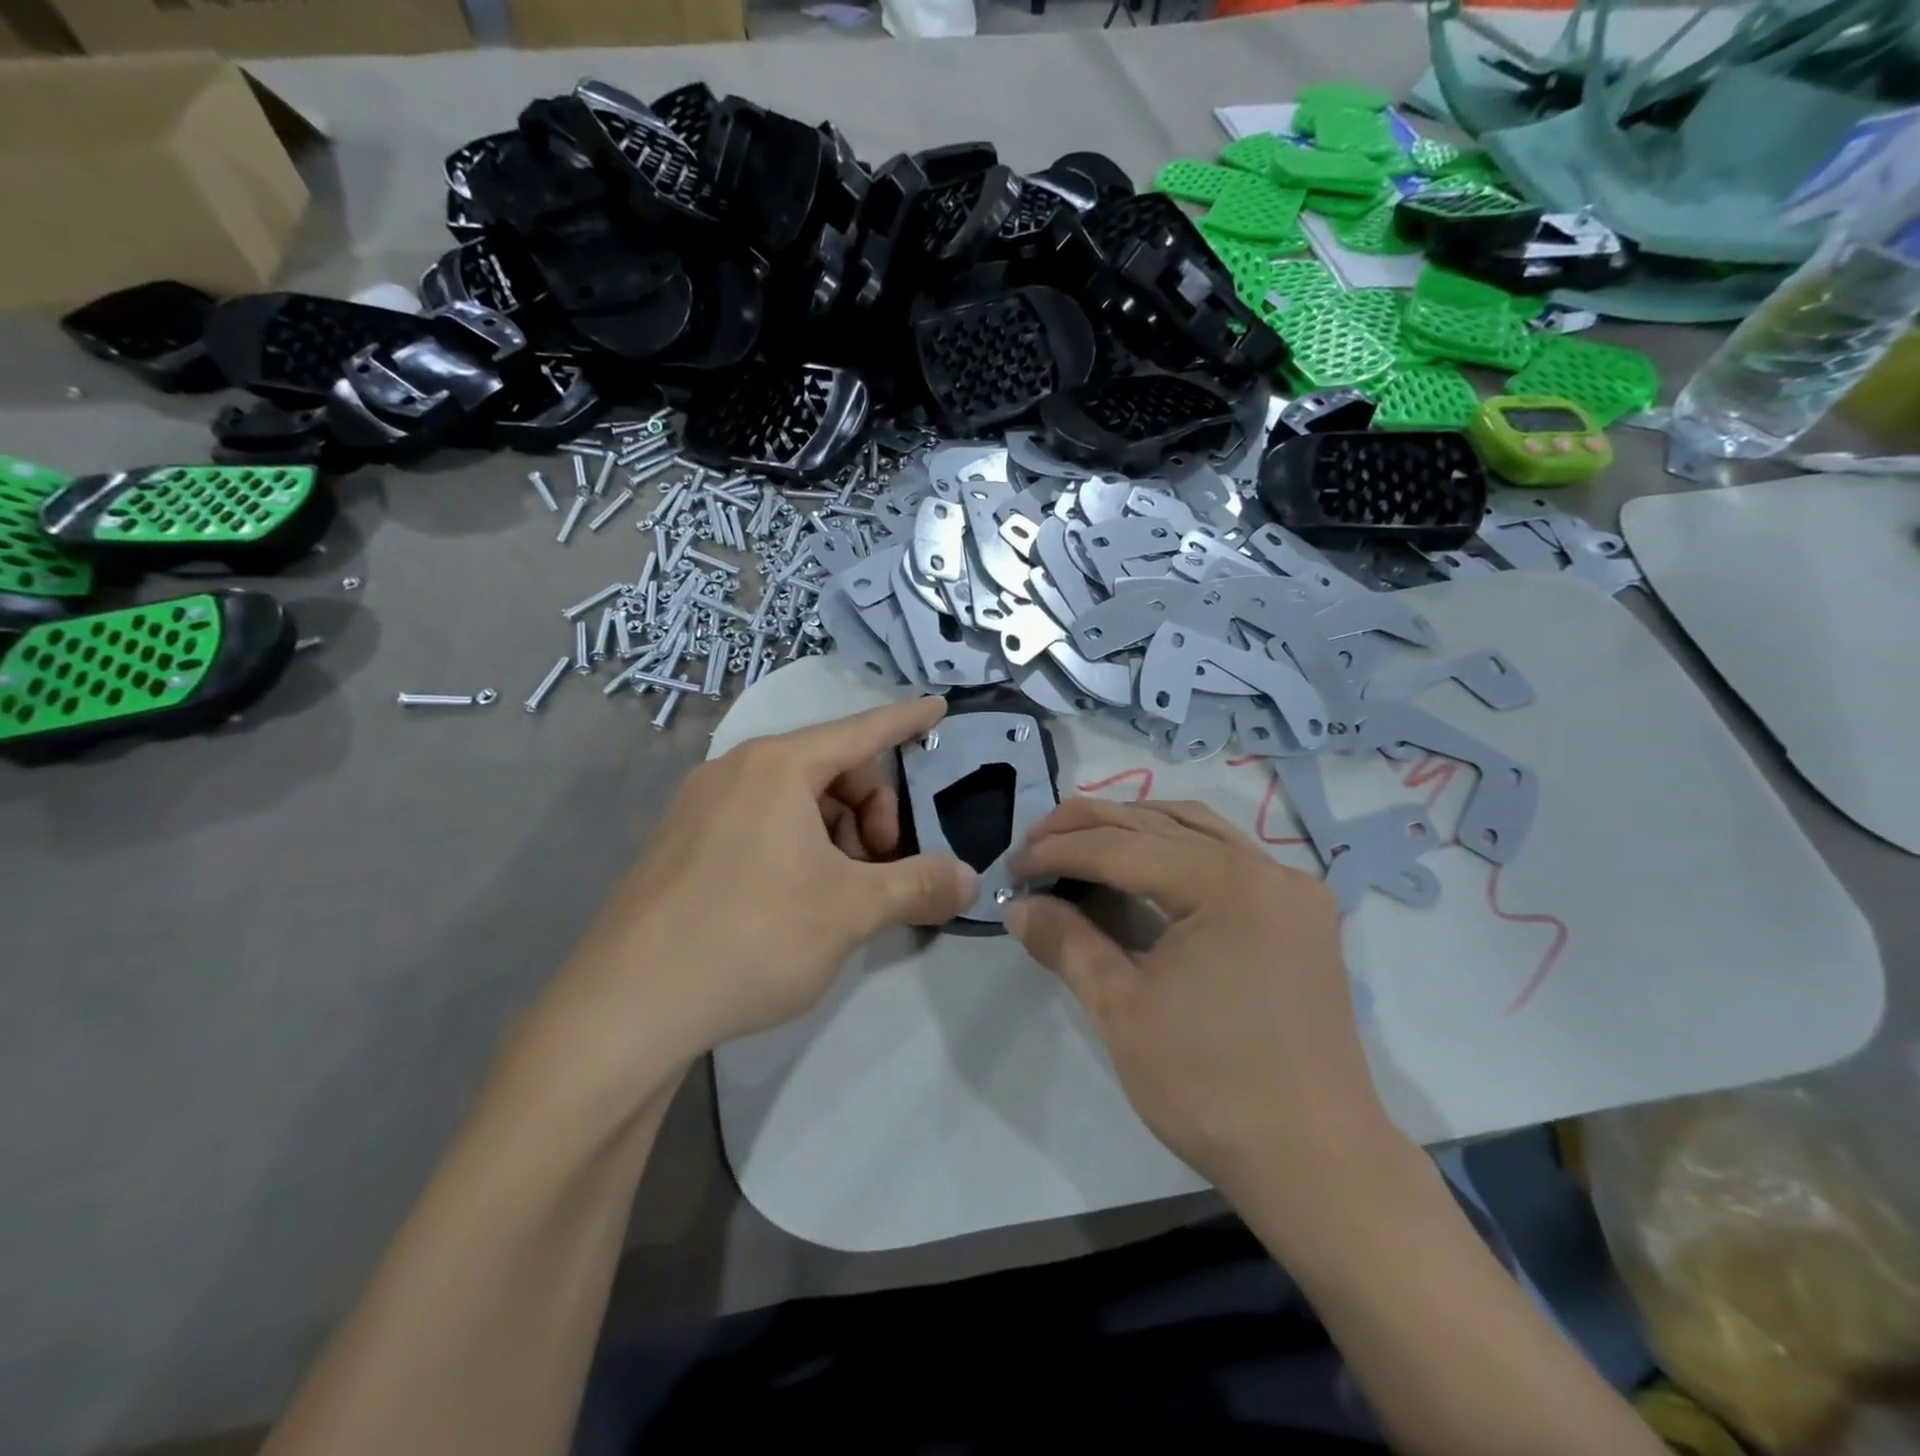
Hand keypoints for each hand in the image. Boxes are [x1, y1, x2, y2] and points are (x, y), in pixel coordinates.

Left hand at [534, 697, 976, 1089]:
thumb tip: (969, 879)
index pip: (860, 731)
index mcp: (776, 766)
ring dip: (835, 836)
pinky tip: (798, 901)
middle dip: (871, 811)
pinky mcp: (680, 845)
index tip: (939, 707)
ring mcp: (699, 807)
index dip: (906, 720)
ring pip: (793, 801)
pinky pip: (758, 824)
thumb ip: (917, 886)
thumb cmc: (750, 937)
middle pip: (830, 770)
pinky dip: (796, 847)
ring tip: (841, 894)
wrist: (625, 1008)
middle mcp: (734, 771)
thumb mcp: (850, 911)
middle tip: (881, 868)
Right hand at [1007, 797, 1393, 1191]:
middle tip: (1034, 841)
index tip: (1013, 866)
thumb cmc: (1210, 1086)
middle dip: (1089, 827)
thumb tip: (1017, 906)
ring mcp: (1291, 889)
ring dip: (1133, 827)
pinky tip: (1144, 863)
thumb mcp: (1121, 1009)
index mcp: (1228, 884)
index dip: (1060, 851)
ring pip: (1197, 830)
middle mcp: (1267, 868)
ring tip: (1080, 840)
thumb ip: (1066, 941)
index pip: (1124, 847)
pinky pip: (1227, 857)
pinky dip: (1176, 849)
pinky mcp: (1299, 916)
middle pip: (1161, 824)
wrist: (1315, 1164)